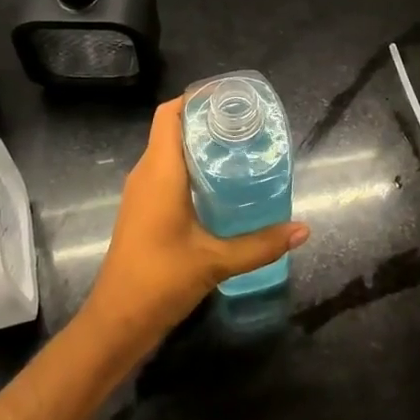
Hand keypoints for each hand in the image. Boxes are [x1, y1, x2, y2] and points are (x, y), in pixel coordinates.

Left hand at [82, 97, 308, 350]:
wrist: (116, 321)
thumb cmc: (160, 280)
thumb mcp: (216, 261)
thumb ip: (261, 245)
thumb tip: (303, 230)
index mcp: (159, 171)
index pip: (169, 114)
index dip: (195, 98)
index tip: (230, 98)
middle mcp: (146, 174)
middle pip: (171, 129)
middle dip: (205, 120)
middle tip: (246, 124)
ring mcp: (140, 193)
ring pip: (168, 152)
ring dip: (198, 145)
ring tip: (239, 148)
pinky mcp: (142, 210)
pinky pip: (165, 173)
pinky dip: (190, 167)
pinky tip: (219, 185)